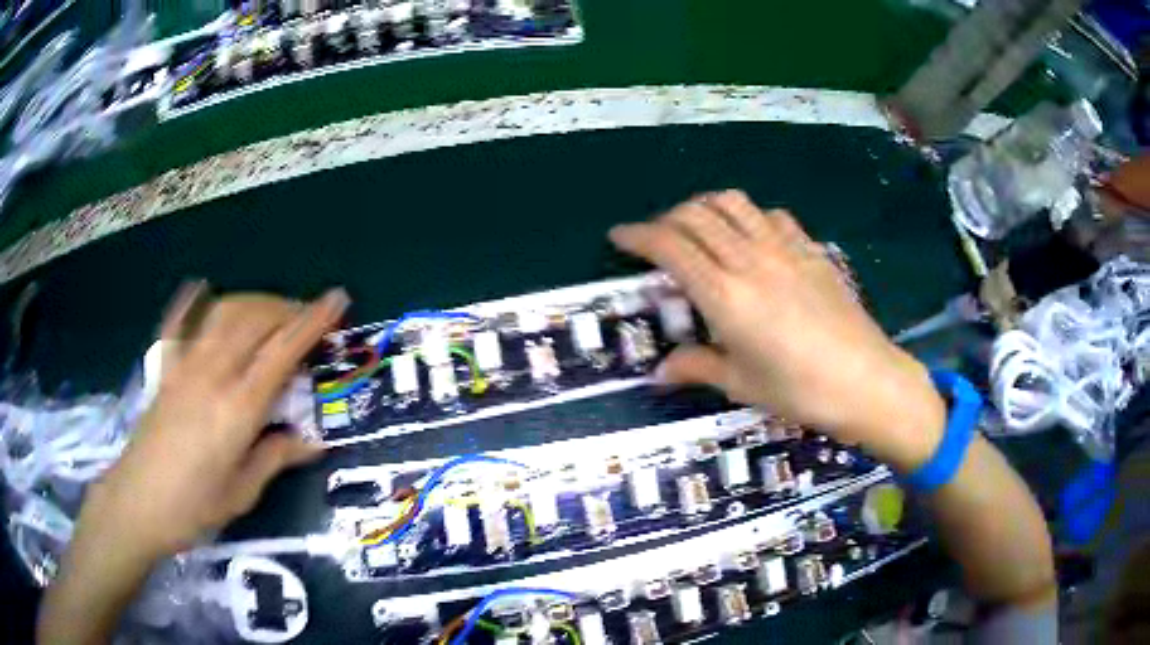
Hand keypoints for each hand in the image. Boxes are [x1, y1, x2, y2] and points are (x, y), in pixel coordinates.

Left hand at [84, 283, 348, 558]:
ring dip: (252, 302)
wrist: (138, 502)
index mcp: (239, 407)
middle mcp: (213, 374)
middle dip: (286, 308)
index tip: (337, 299)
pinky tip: (199, 287)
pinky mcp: (165, 370)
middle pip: (255, 319)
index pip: (283, 351)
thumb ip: (276, 458)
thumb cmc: (194, 506)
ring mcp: (185, 366)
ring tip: (269, 310)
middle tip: (307, 315)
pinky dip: (190, 301)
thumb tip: (312, 442)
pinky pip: (177, 324)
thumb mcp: (243, 491)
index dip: (313, 321)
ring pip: (223, 313)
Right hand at [610, 191, 945, 468]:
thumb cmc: (800, 391)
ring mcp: (784, 248)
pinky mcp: (810, 249)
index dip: (638, 235)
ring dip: (705, 207)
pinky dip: (748, 216)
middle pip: (696, 215)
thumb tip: (660, 371)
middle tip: (656, 239)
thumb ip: (697, 366)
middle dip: (666, 219)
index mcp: (725, 295)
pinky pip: (770, 215)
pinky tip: (750, 237)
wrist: (866, 380)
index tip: (619, 236)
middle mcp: (750, 260)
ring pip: (732, 203)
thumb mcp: (742, 384)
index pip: (670, 246)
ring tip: (697, 227)